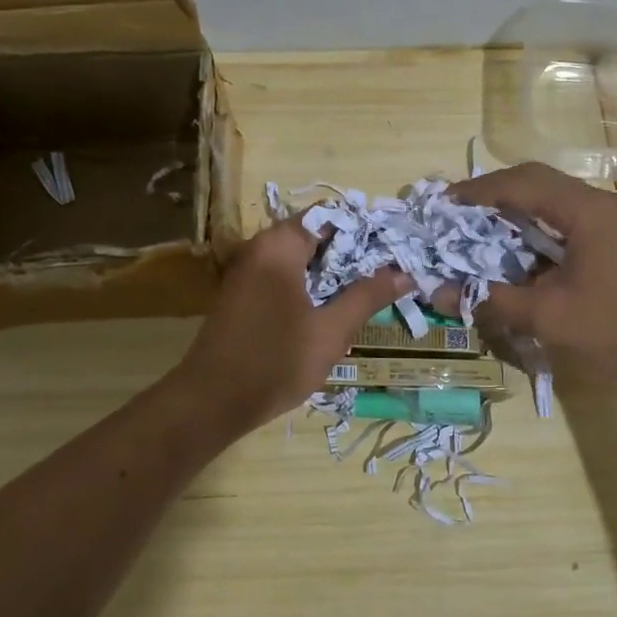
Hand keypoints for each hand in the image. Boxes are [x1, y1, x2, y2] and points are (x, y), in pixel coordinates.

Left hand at [172, 220, 411, 434]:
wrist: (211, 401)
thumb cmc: (275, 361)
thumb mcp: (330, 331)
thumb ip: (367, 297)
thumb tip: (404, 273)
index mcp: (279, 246)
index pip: (330, 215)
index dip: (366, 228)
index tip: (397, 245)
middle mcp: (260, 249)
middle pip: (316, 236)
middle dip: (354, 253)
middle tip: (393, 270)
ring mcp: (248, 272)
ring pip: (302, 259)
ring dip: (334, 273)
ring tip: (373, 290)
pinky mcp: (244, 295)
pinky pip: (286, 278)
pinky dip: (312, 287)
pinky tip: (336, 308)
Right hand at [449, 163, 616, 394]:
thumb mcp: (550, 318)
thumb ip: (492, 300)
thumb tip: (439, 292)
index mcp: (586, 211)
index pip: (521, 182)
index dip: (478, 190)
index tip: (443, 203)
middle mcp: (602, 205)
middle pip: (539, 183)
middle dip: (495, 195)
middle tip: (459, 214)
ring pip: (555, 202)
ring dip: (517, 213)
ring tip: (482, 233)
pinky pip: (570, 223)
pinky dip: (539, 231)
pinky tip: (523, 256)